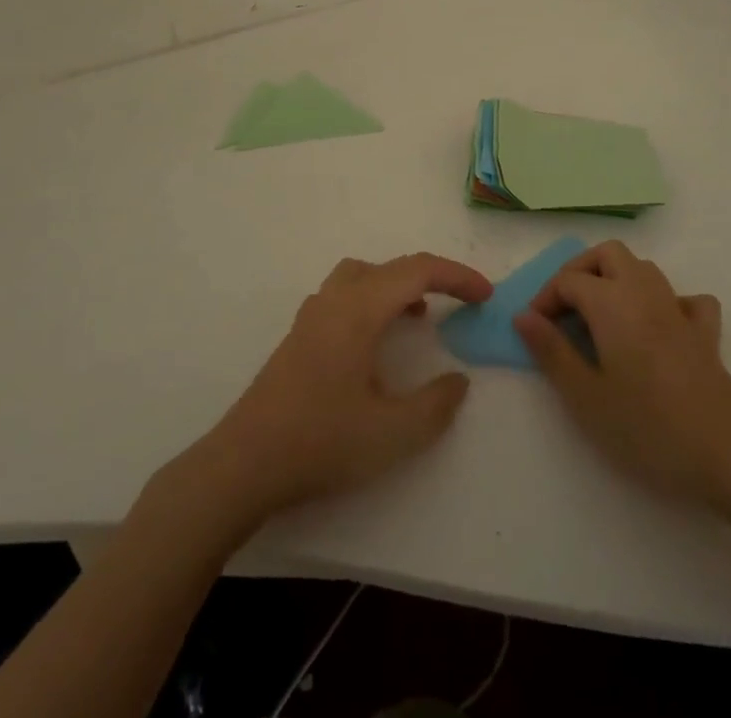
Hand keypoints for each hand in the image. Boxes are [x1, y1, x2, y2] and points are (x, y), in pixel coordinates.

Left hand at [191, 253, 492, 523]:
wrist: (244, 463)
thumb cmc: (321, 442)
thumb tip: (458, 381)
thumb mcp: (392, 433)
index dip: (456, 276)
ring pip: (363, 275)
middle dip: (432, 277)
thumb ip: (435, 405)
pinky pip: (345, 294)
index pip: (417, 270)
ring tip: (420, 315)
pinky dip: (373, 299)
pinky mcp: (299, 335)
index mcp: (359, 309)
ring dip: (398, 285)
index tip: (486, 295)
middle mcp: (335, 299)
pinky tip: (376, 340)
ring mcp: (312, 315)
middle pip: (391, 267)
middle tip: (462, 301)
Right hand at [515, 241, 730, 507]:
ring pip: (644, 268)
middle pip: (608, 254)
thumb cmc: (647, 428)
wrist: (728, 456)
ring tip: (600, 317)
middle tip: (564, 310)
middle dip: (581, 271)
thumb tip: (523, 316)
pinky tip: (658, 328)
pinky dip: (666, 303)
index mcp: (612, 303)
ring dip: (617, 279)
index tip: (535, 331)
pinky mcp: (705, 334)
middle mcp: (645, 292)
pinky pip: (684, 300)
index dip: (545, 298)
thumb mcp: (585, 397)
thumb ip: (551, 352)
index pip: (569, 280)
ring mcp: (679, 310)